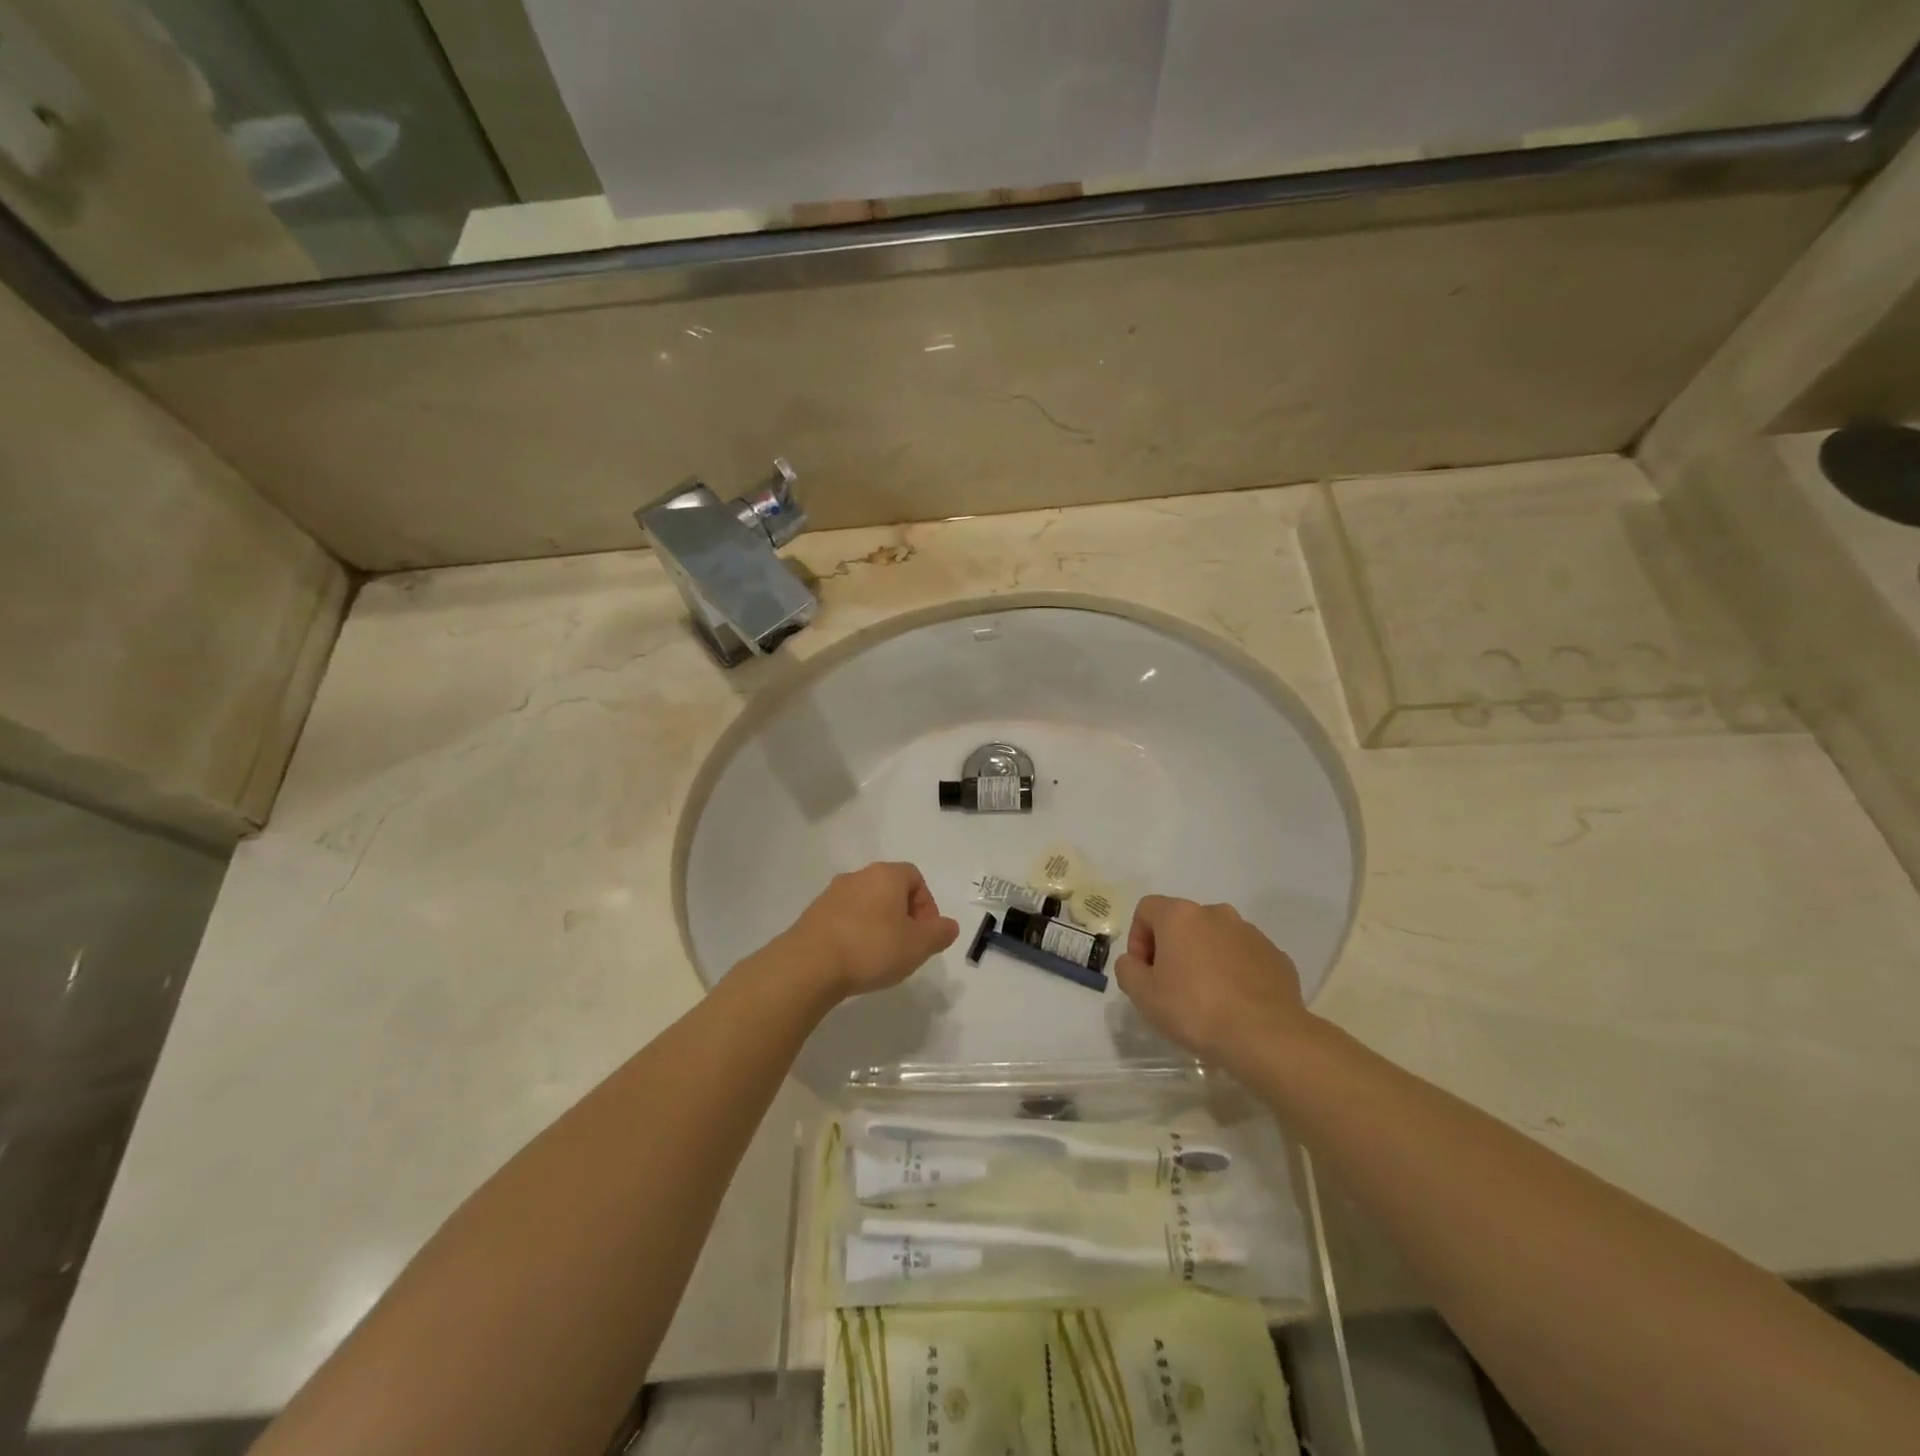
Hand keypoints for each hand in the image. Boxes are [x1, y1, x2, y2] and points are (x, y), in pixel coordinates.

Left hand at [780, 862, 958, 1001]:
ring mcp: (831, 894)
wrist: (809, 965)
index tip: (926, 934)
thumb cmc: (871, 948)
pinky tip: (854, 960)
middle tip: (907, 946)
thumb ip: (939, 933)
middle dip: (903, 916)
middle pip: (890, 890)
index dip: (926, 905)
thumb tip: (949, 926)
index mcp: (886, 875)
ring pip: (866, 905)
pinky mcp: (812, 915)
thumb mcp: (918, 945)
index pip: (915, 877)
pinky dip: (855, 934)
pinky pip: (844, 919)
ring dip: (878, 926)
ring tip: (880, 957)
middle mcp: (858, 876)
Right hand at [1114, 896, 1310, 1073]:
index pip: (1146, 909)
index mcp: (1181, 915)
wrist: (1265, 1037)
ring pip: (1215, 938)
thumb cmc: (1195, 1009)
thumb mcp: (1142, 994)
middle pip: (1182, 922)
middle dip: (1172, 949)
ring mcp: (1251, 933)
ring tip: (1206, 998)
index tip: (1144, 972)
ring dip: (1204, 958)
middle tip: (1171, 986)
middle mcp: (1216, 914)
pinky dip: (1234, 972)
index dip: (1138, 938)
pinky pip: (1244, 957)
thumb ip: (1127, 969)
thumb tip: (1135, 962)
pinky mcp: (1276, 956)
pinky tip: (1235, 1004)